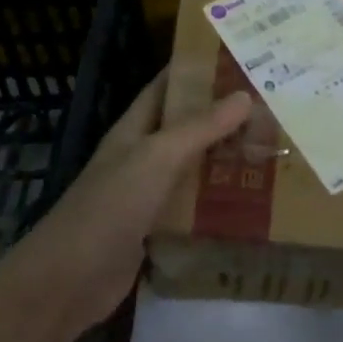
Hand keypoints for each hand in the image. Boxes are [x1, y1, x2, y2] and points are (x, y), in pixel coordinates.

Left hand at [7, 69, 252, 335]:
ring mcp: (147, 197)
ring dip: (225, 162)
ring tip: (273, 150)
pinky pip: (192, 210)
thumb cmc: (110, 207)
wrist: (70, 280)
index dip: (195, 72)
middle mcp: (140, 159)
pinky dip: (218, 204)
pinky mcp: (156, 232)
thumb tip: (244, 95)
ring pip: (192, 171)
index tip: (238, 61)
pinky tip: (253, 203)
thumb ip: (199, 128)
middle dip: (222, 119)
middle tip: (272, 109)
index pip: (165, 88)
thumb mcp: (157, 158)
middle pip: (185, 130)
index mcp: (133, 131)